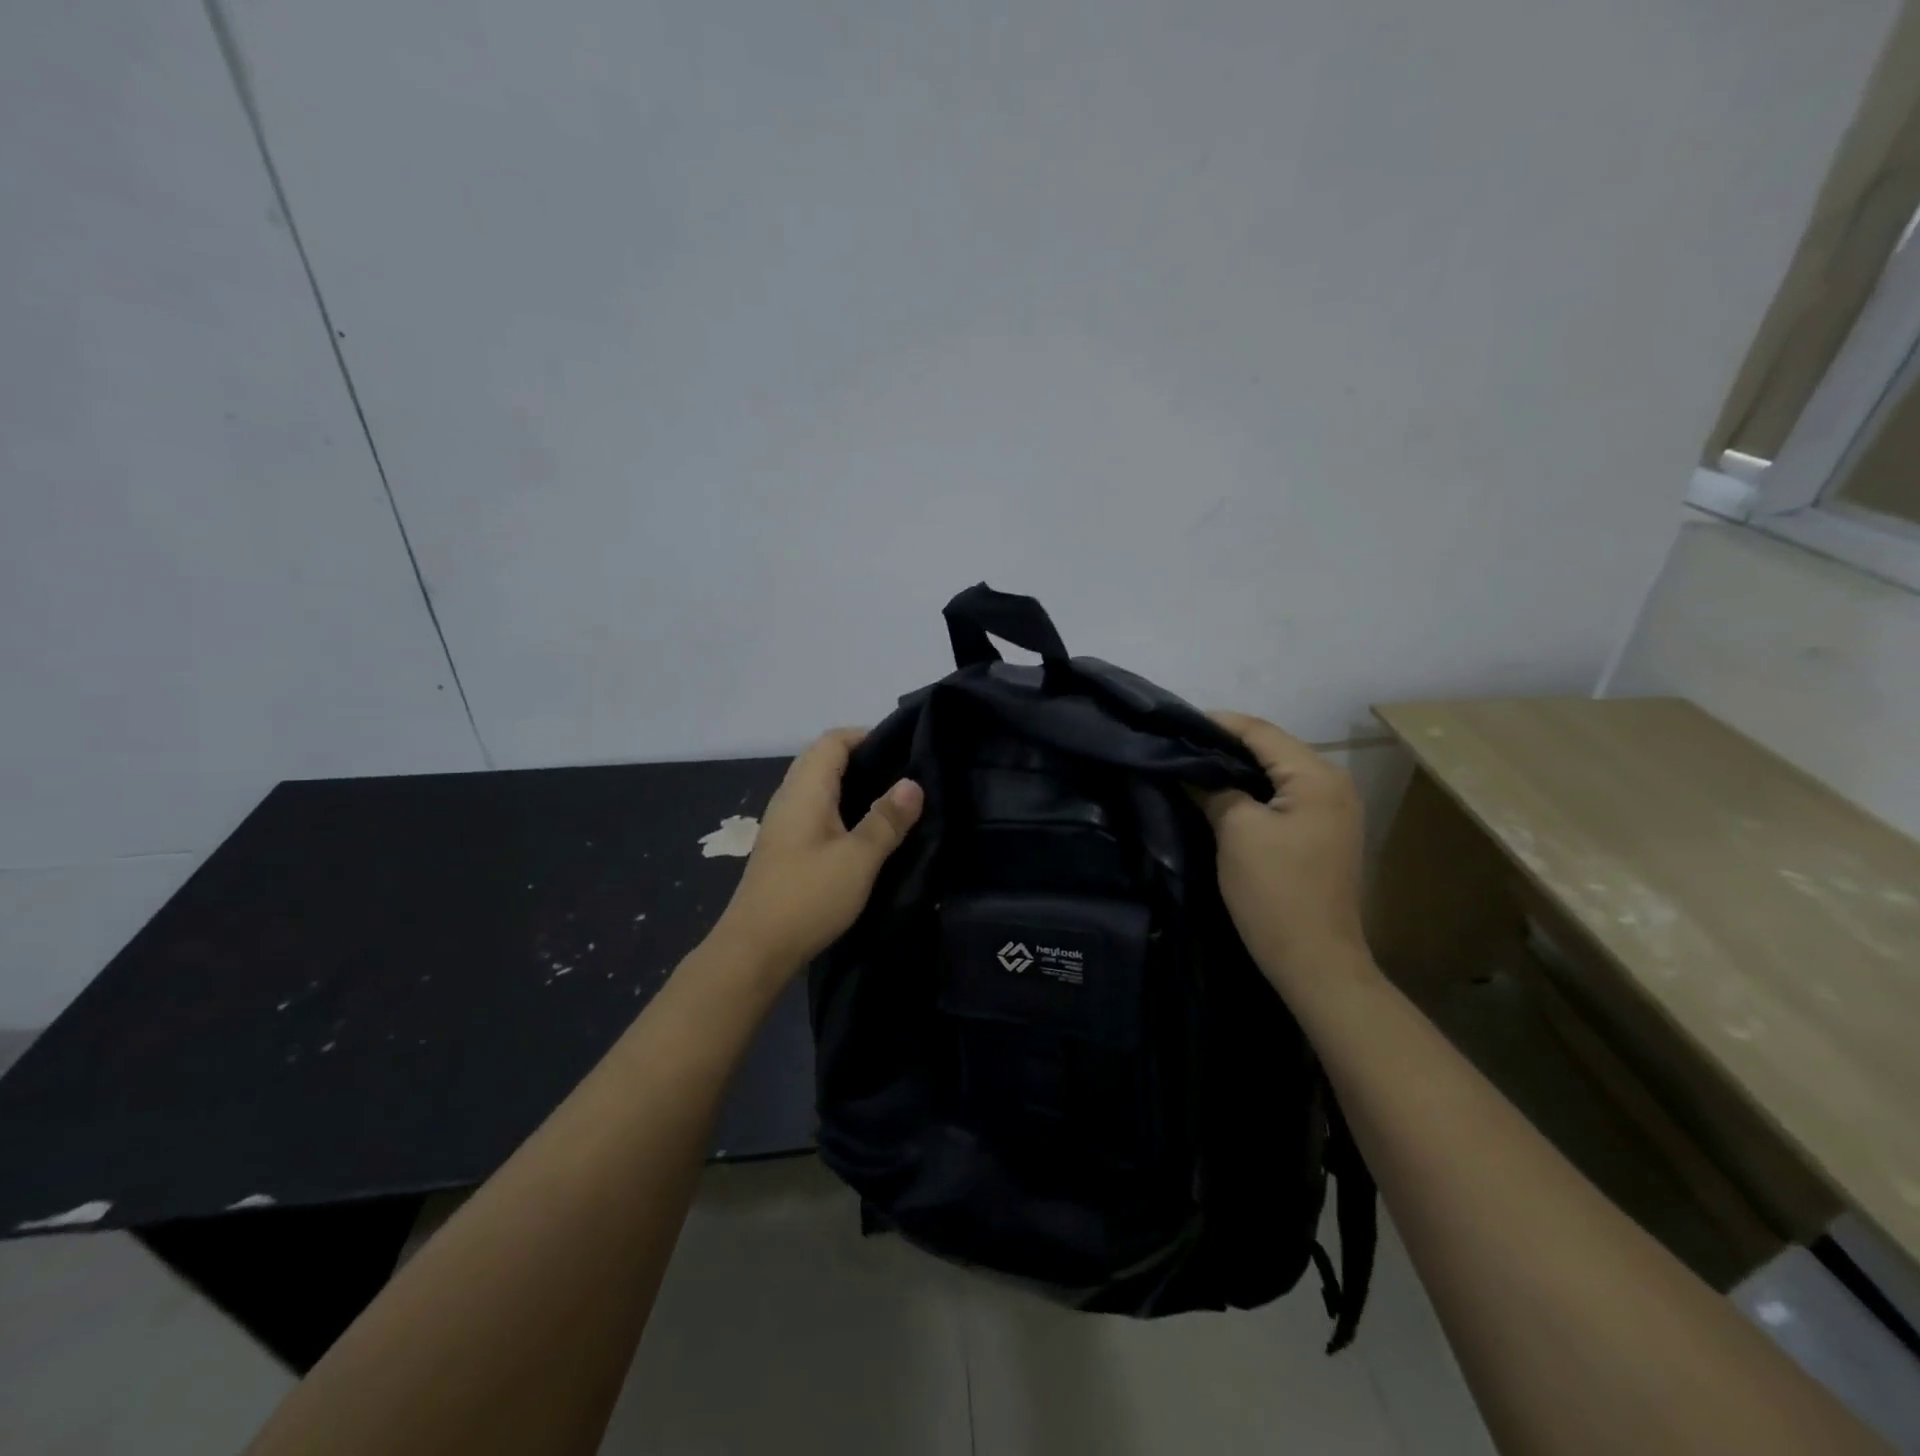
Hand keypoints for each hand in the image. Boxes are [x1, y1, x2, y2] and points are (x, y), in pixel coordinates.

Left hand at [713, 728, 923, 976]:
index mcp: (805, 789)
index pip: (833, 740)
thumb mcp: (859, 858)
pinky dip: (841, 809)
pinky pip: (815, 811)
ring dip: (852, 786)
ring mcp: (783, 823)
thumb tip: (913, 783)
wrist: (754, 950)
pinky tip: (863, 832)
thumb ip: (887, 819)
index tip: (904, 750)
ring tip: (891, 802)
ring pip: (819, 787)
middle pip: (824, 760)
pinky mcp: (784, 847)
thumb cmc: (808, 897)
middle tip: (904, 776)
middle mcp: (790, 798)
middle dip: (863, 759)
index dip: (866, 736)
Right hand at [1200, 712, 1369, 1000]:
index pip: (1261, 732)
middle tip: (1179, 744)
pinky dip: (1251, 791)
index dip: (1218, 723)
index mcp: (1317, 776)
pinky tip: (1220, 794)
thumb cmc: (1274, 891)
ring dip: (1237, 769)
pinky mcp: (1322, 834)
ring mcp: (1331, 811)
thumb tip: (1191, 770)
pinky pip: (1282, 797)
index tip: (1176, 722)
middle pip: (1272, 749)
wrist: (1313, 959)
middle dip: (1225, 745)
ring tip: (1193, 765)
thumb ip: (1215, 790)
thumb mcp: (1236, 831)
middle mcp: (1333, 784)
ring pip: (1276, 774)